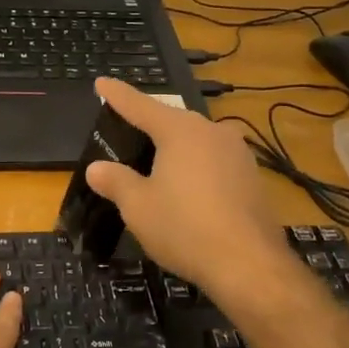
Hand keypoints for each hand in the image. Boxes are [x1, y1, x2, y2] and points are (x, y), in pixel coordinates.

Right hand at [85, 77, 291, 300]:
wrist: (250, 265)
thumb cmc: (184, 228)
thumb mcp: (138, 206)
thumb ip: (115, 181)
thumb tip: (96, 168)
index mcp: (180, 130)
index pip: (140, 105)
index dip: (117, 95)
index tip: (101, 81)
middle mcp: (212, 131)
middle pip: (172, 121)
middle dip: (148, 123)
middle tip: (127, 128)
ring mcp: (238, 154)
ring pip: (197, 141)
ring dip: (175, 148)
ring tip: (156, 163)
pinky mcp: (252, 178)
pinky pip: (214, 162)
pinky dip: (196, 168)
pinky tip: (188, 189)